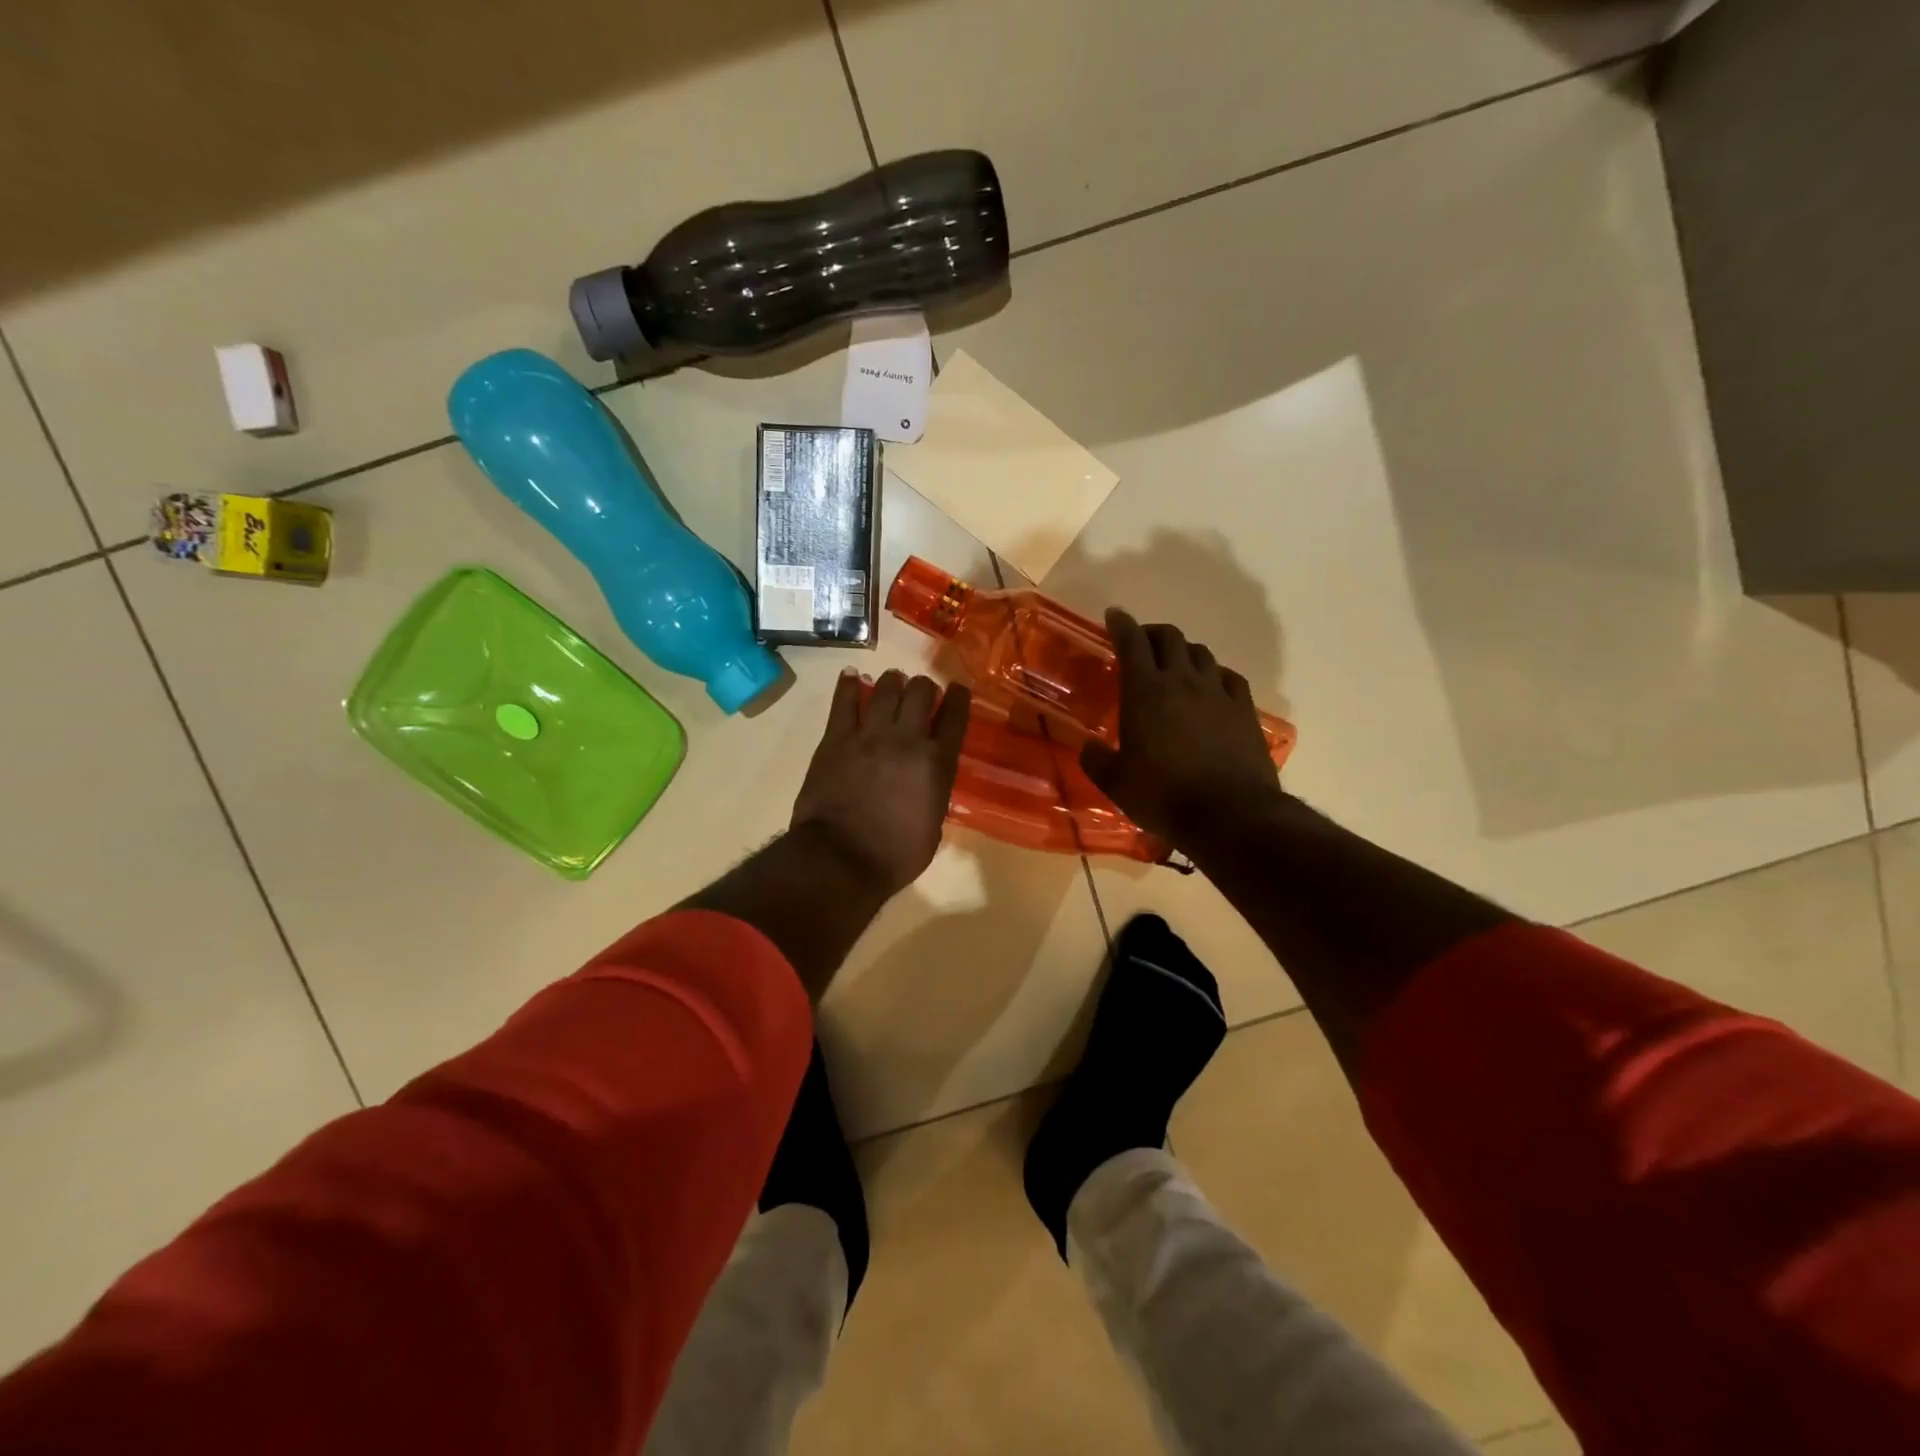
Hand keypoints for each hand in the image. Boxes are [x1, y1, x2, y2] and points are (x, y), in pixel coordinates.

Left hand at [790, 669, 971, 896]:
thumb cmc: (895, 856)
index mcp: (937, 763)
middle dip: (924, 687)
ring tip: (892, 682)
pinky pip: (844, 702)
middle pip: (920, 692)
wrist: (841, 859)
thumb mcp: (933, 826)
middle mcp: (907, 739)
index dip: (958, 697)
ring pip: (885, 689)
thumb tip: (926, 783)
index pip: (954, 717)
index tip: (957, 689)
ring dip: (892, 682)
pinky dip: (848, 685)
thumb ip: (933, 794)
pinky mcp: (836, 739)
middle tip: (921, 691)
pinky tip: (851, 676)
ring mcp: (869, 735)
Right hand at [1081, 608, 1283, 848]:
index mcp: (1145, 692)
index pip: (1131, 642)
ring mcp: (1218, 693)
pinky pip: (1229, 676)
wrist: (1230, 814)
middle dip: (1151, 633)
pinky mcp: (1244, 710)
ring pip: (1200, 653)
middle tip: (1141, 643)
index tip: (1114, 616)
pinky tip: (1211, 685)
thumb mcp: (1116, 784)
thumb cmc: (1163, 796)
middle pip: (1169, 638)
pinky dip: (1214, 673)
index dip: (1121, 624)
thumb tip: (1088, 747)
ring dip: (1183, 651)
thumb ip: (1097, 760)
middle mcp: (1182, 681)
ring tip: (1174, 664)